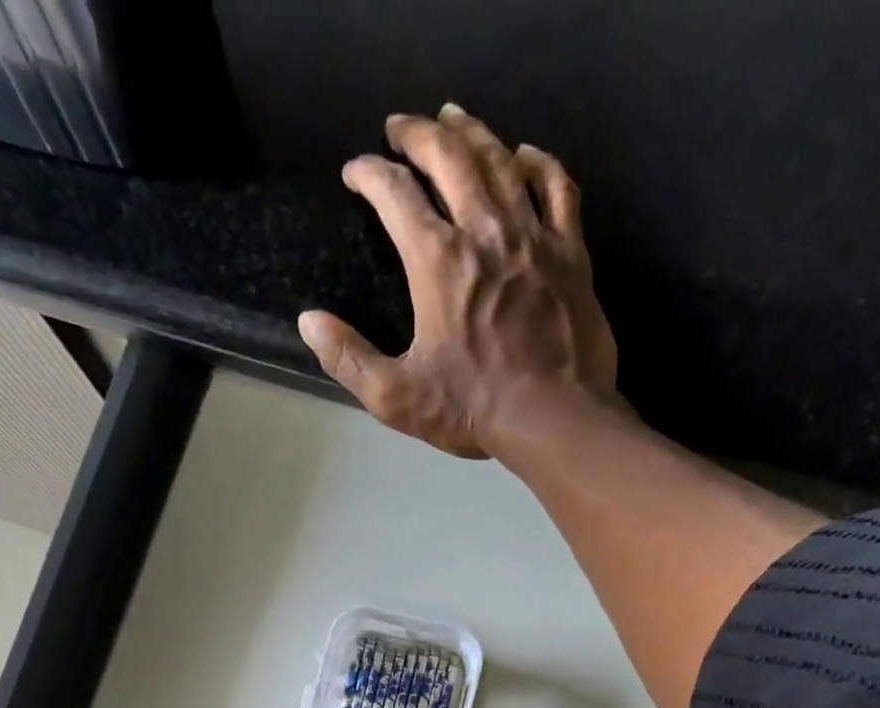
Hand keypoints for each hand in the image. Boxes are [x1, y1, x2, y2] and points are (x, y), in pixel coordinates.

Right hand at [298, 103, 618, 459]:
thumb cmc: (473, 409)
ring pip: (500, 161)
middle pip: (449, 157)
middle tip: (400, 128)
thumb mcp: (396, 397)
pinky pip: (556, 188)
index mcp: (438, 262)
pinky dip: (538, 164)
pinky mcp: (570, 252)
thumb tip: (309, 321)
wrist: (554, 418)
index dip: (370, 174)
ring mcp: (533, 236)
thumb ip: (348, 358)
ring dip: (472, 132)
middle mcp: (485, 231)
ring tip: (452, 118)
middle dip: (418, 134)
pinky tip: (524, 155)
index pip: (395, 194)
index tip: (355, 172)